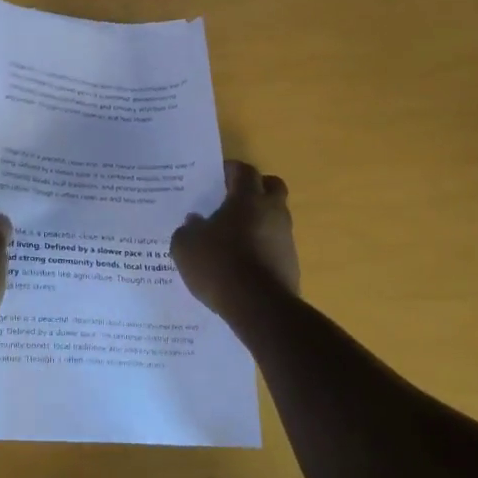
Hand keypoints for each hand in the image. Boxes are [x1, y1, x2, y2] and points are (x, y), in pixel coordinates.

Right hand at [172, 160, 300, 311]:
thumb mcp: (186, 246)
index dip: (231, 170)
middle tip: (232, 199)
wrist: (259, 308)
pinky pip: (274, 246)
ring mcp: (286, 238)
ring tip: (232, 237)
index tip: (217, 176)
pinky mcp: (291, 264)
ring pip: (275, 218)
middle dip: (255, 188)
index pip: (244, 171)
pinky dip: (261, 248)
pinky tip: (241, 263)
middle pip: (272, 187)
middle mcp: (272, 212)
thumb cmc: (219, 264)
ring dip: (258, 221)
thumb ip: (188, 229)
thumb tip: (195, 222)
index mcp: (248, 198)